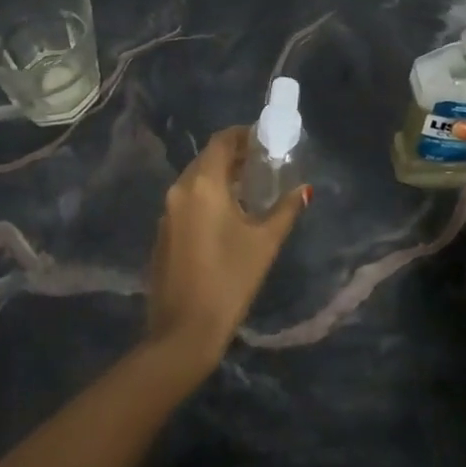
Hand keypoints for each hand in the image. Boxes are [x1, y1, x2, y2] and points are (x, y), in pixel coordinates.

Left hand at [146, 127, 309, 368]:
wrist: (183, 331)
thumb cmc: (230, 280)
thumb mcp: (264, 243)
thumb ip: (285, 210)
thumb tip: (304, 190)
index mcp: (203, 184)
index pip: (221, 141)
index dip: (242, 135)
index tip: (264, 140)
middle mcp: (180, 189)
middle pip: (206, 159)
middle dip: (233, 157)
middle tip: (262, 164)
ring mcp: (167, 212)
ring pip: (194, 180)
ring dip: (219, 177)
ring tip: (248, 188)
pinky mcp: (162, 233)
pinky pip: (186, 201)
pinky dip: (206, 197)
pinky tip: (225, 217)